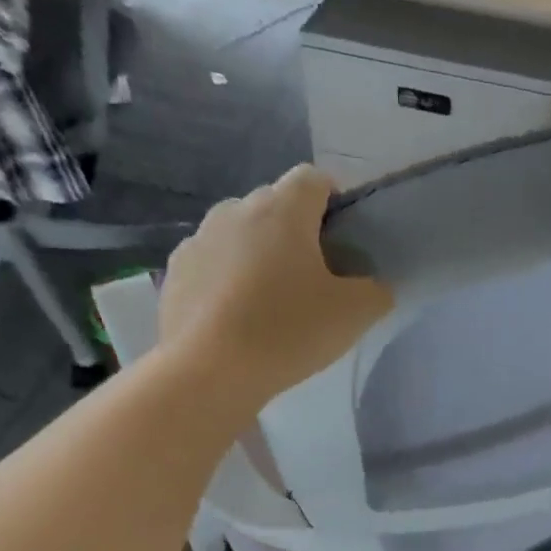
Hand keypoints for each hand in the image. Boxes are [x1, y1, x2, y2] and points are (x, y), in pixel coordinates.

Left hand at [157, 165, 392, 411]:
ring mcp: (199, 239)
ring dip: (260, 254)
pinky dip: (229, 279)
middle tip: (315, 277)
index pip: (314, 179)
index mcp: (283, 209)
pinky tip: (239, 318)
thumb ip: (375, 290)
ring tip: (273, 300)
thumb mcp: (355, 314)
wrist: (208, 372)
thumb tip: (371, 286)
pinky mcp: (175, 272)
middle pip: (276, 206)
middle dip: (298, 231)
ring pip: (241, 234)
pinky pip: (213, 264)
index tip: (345, 239)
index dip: (335, 201)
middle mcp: (236, 210)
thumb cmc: (288, 330)